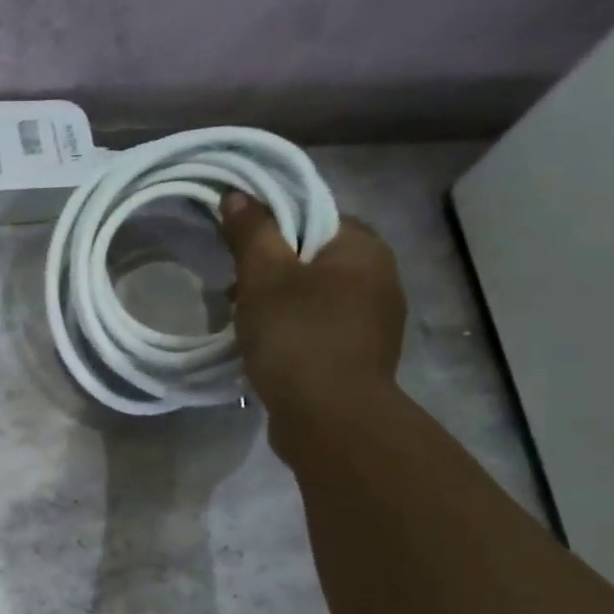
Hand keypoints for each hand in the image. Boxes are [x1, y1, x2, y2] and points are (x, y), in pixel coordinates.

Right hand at [218, 191, 405, 451]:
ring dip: (277, 310)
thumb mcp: (265, 277)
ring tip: (244, 330)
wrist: (330, 418)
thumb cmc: (298, 337)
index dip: (272, 232)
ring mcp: (373, 324)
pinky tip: (266, 355)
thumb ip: (252, 232)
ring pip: (313, 300)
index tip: (239, 257)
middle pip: (312, 261)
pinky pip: (317, 333)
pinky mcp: (358, 359)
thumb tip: (237, 195)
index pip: (314, 218)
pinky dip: (291, 337)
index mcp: (363, 249)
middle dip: (270, 276)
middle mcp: (379, 279)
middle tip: (234, 297)